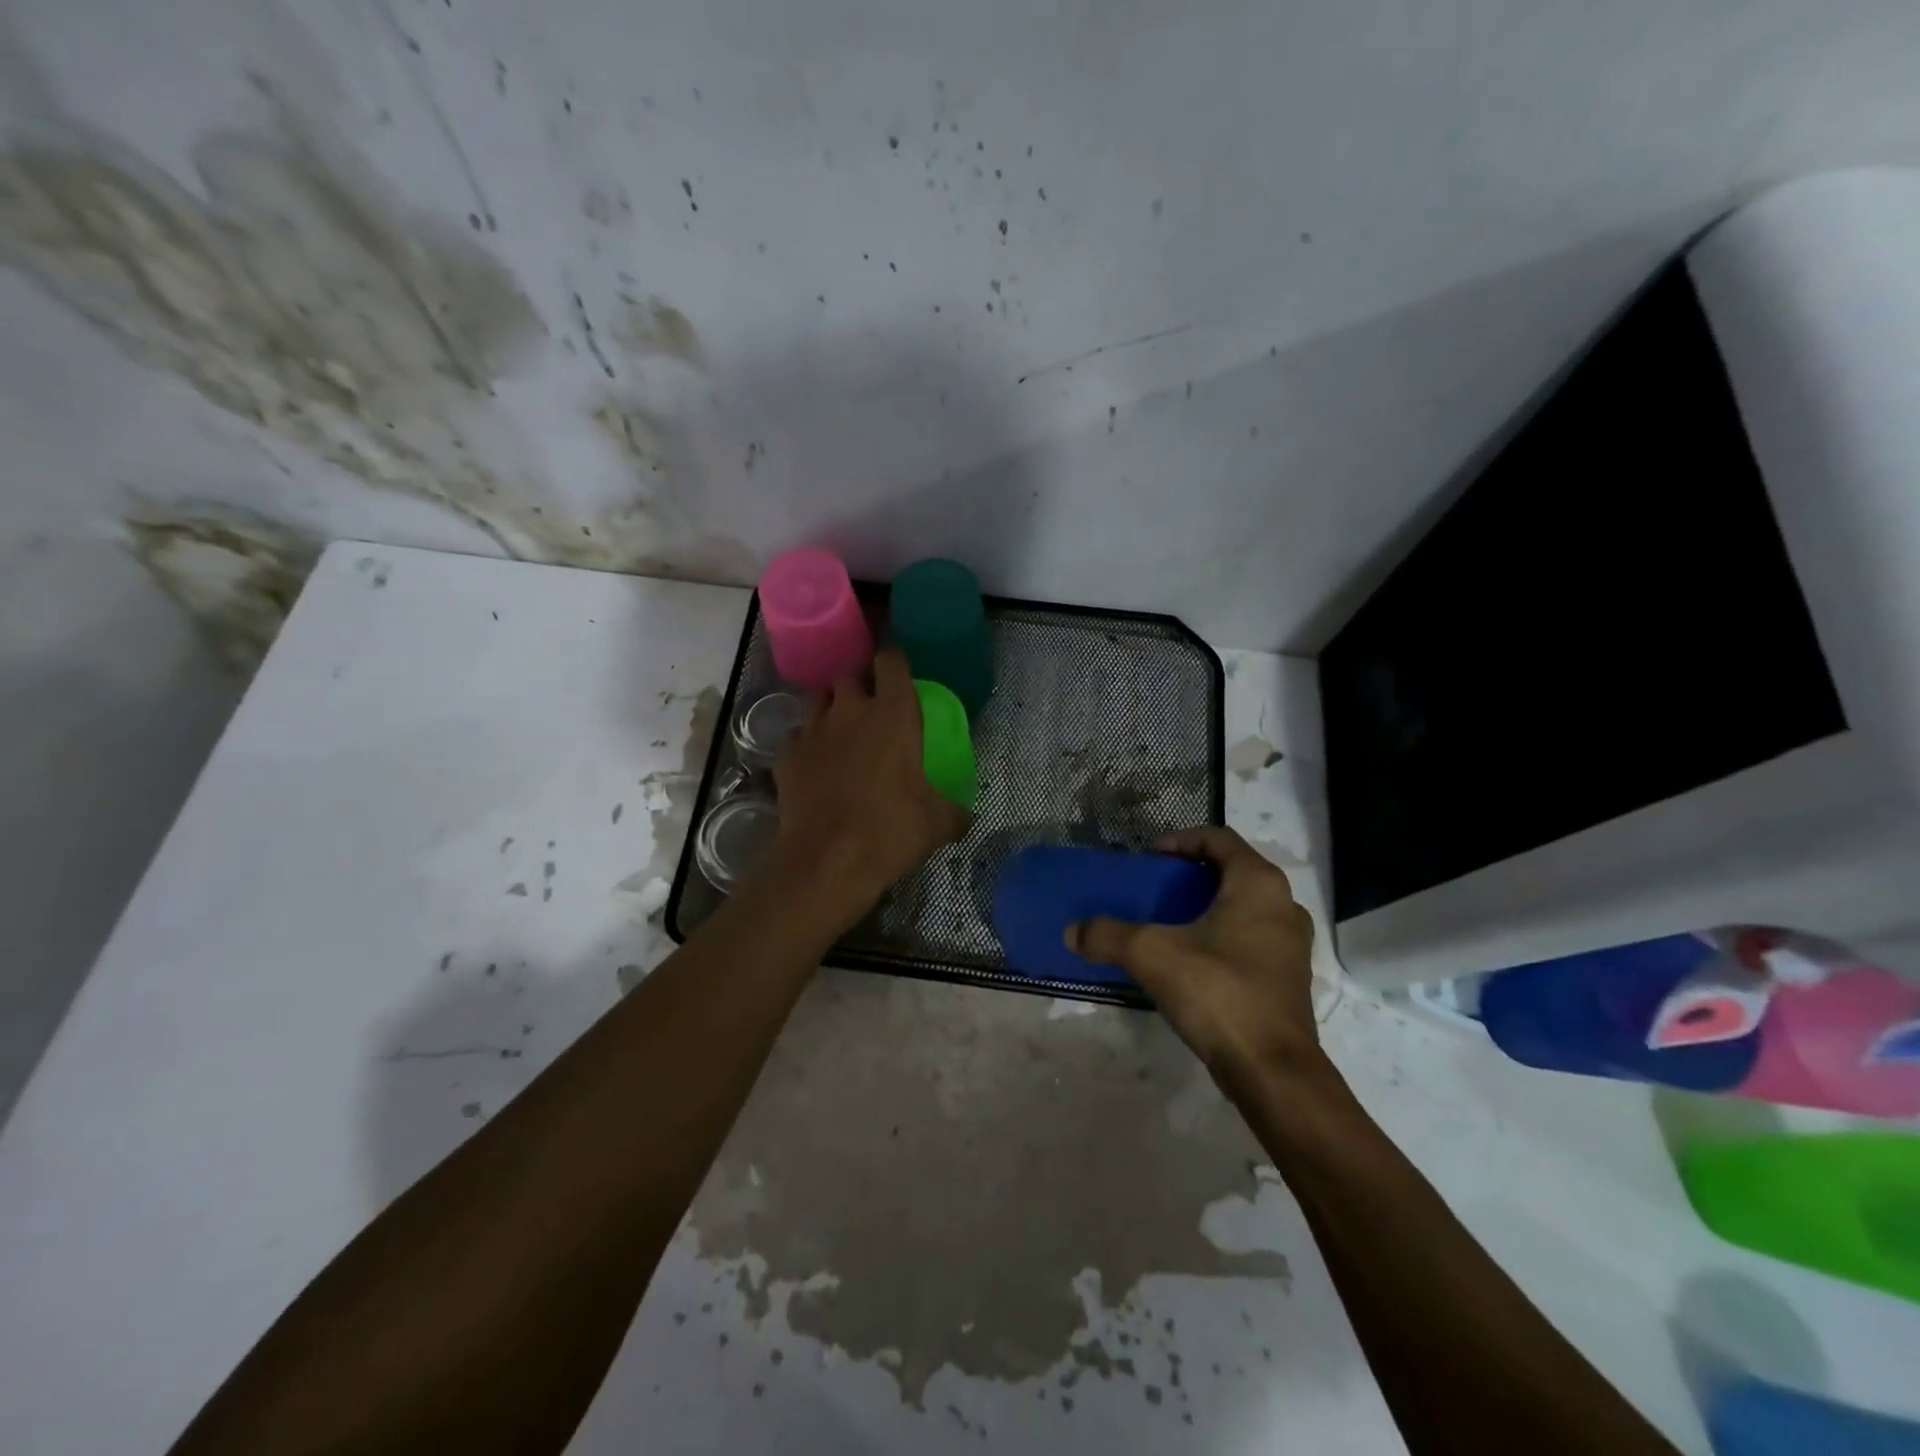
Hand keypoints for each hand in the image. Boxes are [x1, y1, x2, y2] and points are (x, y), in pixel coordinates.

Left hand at [765, 648, 966, 924]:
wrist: (827, 861)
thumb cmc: (890, 831)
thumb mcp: (937, 823)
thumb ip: (955, 812)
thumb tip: (966, 818)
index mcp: (893, 713)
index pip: (891, 660)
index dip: (895, 662)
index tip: (900, 675)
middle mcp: (850, 710)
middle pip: (850, 674)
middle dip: (860, 683)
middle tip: (872, 707)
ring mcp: (813, 730)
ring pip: (818, 697)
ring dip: (831, 706)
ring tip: (841, 729)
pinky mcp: (786, 756)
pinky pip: (797, 735)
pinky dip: (806, 743)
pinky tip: (814, 763)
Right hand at [1069, 827, 1319, 1084]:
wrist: (1273, 1071)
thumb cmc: (1218, 992)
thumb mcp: (1151, 955)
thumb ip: (1108, 935)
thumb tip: (1072, 931)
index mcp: (1258, 883)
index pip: (1218, 838)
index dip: (1180, 840)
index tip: (1149, 858)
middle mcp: (1283, 904)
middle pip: (1232, 870)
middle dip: (1191, 874)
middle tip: (1156, 888)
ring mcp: (1292, 944)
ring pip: (1244, 906)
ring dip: (1208, 906)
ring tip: (1170, 922)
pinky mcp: (1289, 977)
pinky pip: (1252, 938)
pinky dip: (1222, 935)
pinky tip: (1192, 960)